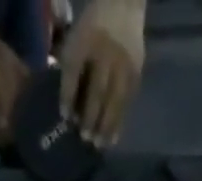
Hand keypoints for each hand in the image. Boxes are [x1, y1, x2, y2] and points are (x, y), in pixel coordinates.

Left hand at [59, 0, 144, 146]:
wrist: (122, 5)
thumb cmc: (92, 28)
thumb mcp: (76, 38)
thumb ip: (69, 67)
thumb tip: (67, 107)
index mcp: (85, 40)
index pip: (73, 71)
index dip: (68, 95)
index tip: (65, 119)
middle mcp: (106, 53)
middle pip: (97, 91)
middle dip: (90, 117)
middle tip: (85, 139)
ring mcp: (123, 64)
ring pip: (114, 101)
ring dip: (106, 126)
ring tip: (99, 145)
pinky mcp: (136, 74)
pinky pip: (126, 103)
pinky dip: (119, 122)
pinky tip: (113, 138)